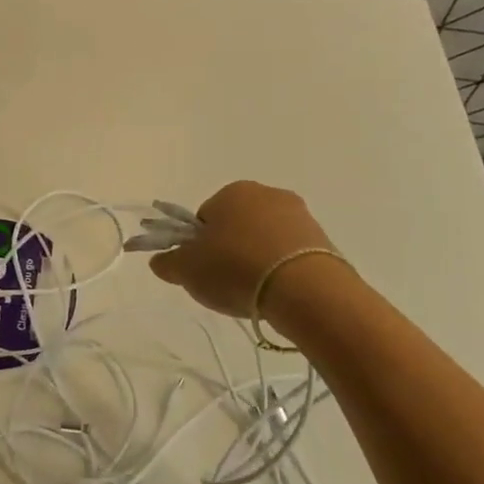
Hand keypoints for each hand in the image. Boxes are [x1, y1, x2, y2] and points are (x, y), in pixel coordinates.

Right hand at [149, 180, 337, 318]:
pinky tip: (278, 293)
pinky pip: (290, 254)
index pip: (205, 216)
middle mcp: (267, 194)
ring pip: (265, 239)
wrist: (305, 290)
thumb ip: (168, 262)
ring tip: (254, 292)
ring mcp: (300, 215)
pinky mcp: (324, 240)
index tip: (202, 269)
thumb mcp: (188, 269)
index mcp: (232, 191)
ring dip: (257, 260)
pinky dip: (281, 270)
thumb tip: (159, 260)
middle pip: (237, 225)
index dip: (199, 245)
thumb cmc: (236, 269)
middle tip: (225, 282)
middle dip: (230, 250)